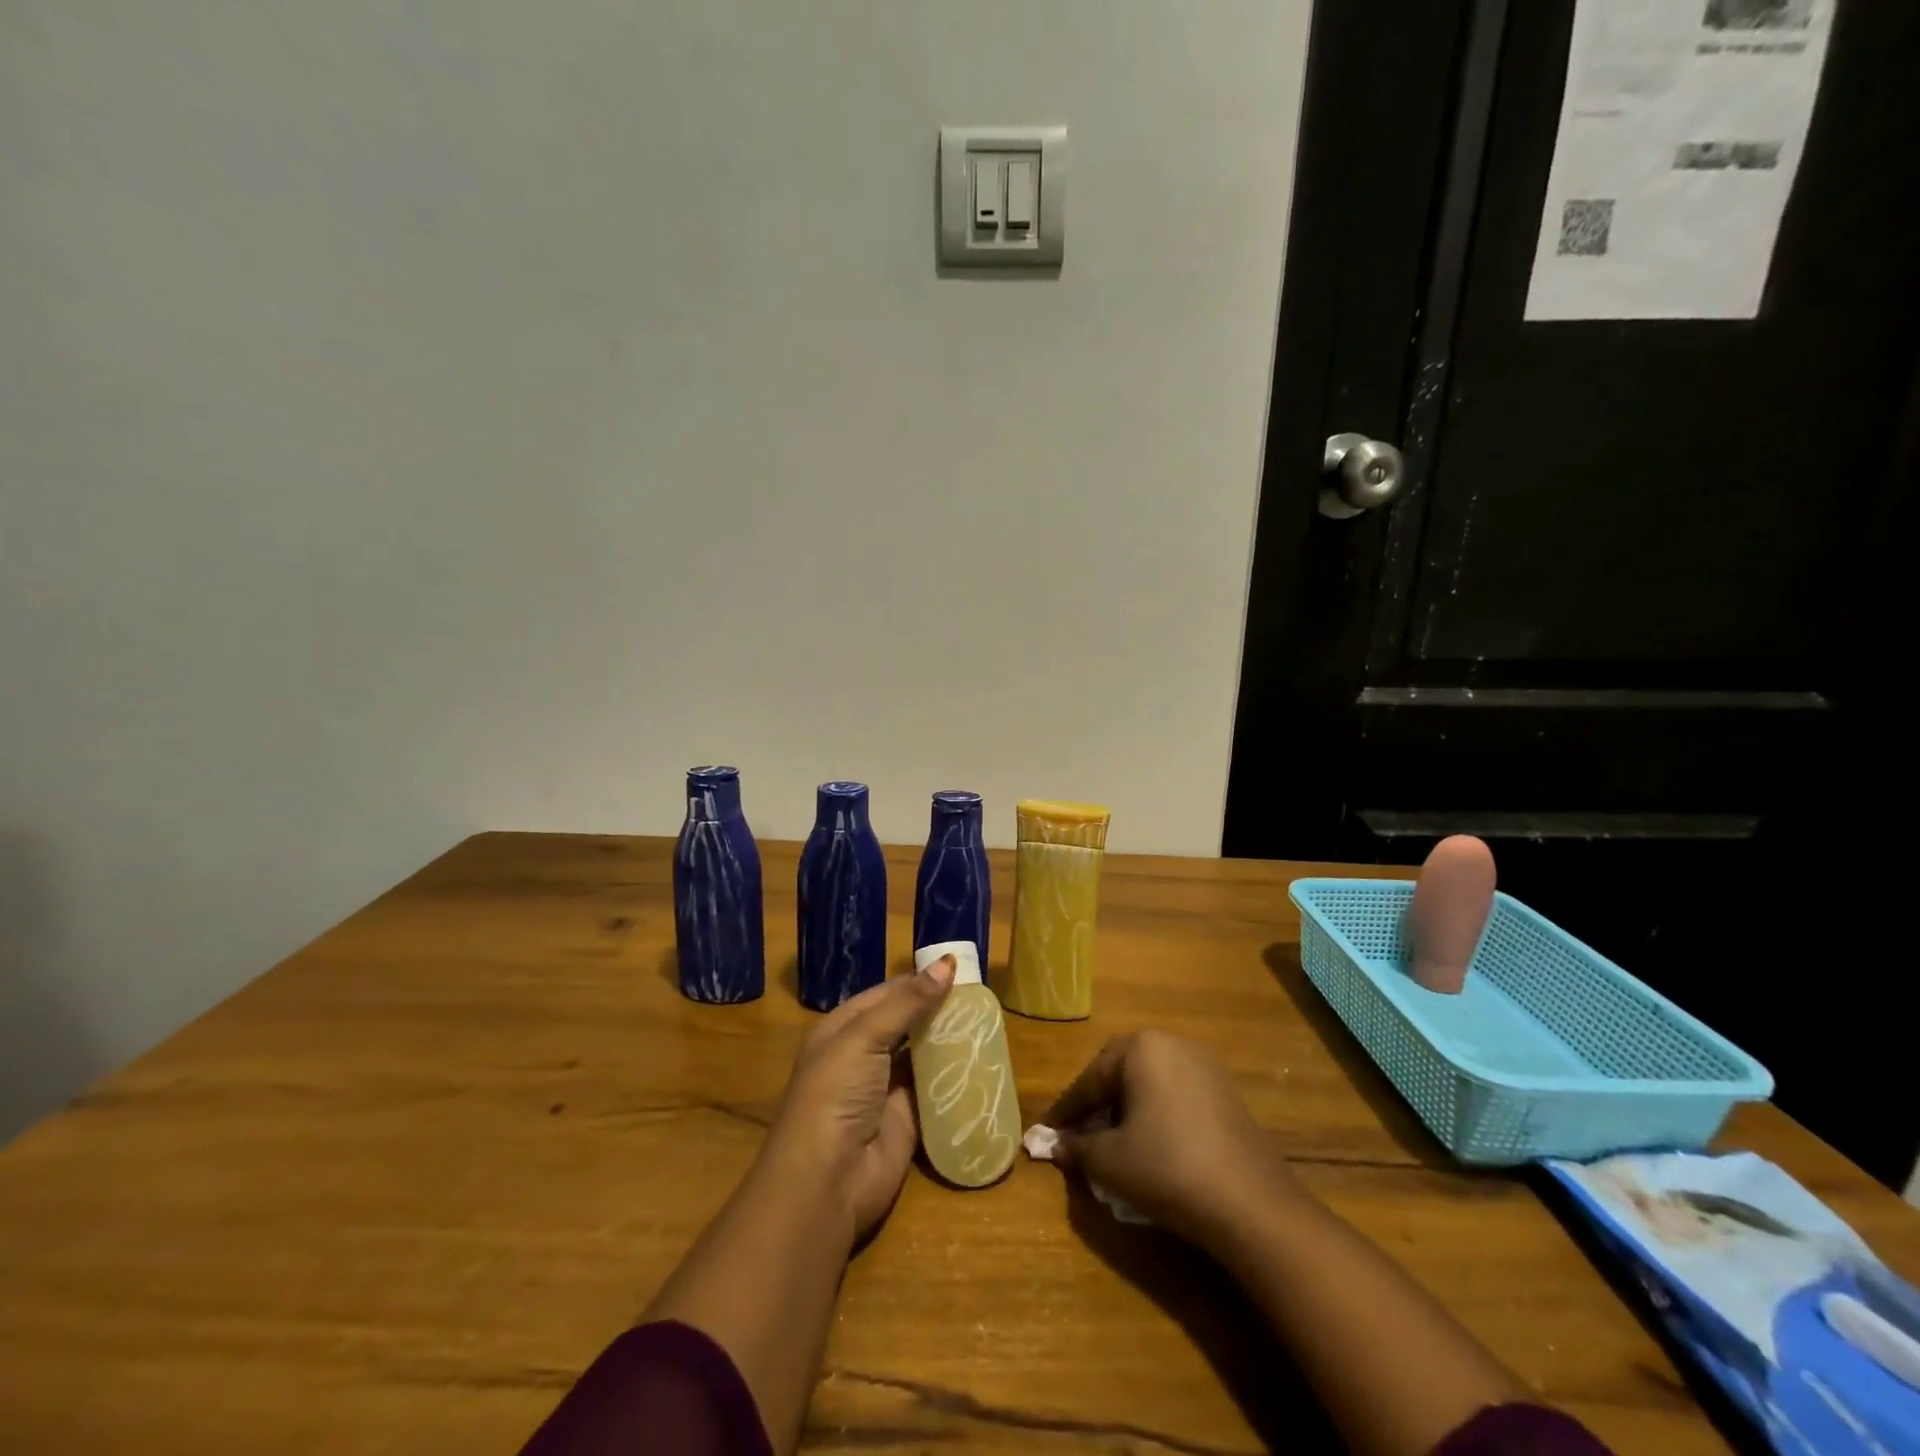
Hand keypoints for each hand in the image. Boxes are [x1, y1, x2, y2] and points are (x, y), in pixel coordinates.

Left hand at [758, 956, 956, 1242]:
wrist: (827, 1180)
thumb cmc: (836, 1093)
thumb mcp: (864, 1037)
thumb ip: (907, 1002)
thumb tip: (946, 963)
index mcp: (843, 1028)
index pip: (887, 994)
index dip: (919, 980)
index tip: (958, 969)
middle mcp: (863, 1054)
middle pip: (906, 1022)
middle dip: (937, 1008)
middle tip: (980, 994)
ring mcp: (885, 1088)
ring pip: (922, 1054)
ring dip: (948, 1039)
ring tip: (988, 1019)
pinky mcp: (907, 1119)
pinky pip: (934, 1088)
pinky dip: (955, 1075)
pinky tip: (983, 1059)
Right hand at [1043, 1031, 1296, 1251]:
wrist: (1252, 1205)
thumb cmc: (1168, 1169)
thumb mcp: (1110, 1161)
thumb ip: (1078, 1148)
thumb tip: (1057, 1145)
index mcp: (1141, 1048)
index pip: (1091, 1078)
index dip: (1067, 1110)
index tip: (1048, 1132)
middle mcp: (1173, 1044)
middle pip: (1121, 1070)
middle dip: (1098, 1101)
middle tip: (1080, 1132)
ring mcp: (1206, 1066)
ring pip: (1151, 1081)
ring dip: (1128, 1107)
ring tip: (1115, 1141)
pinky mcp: (1228, 1093)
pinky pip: (1178, 1095)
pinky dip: (1158, 1114)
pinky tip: (1154, 1146)